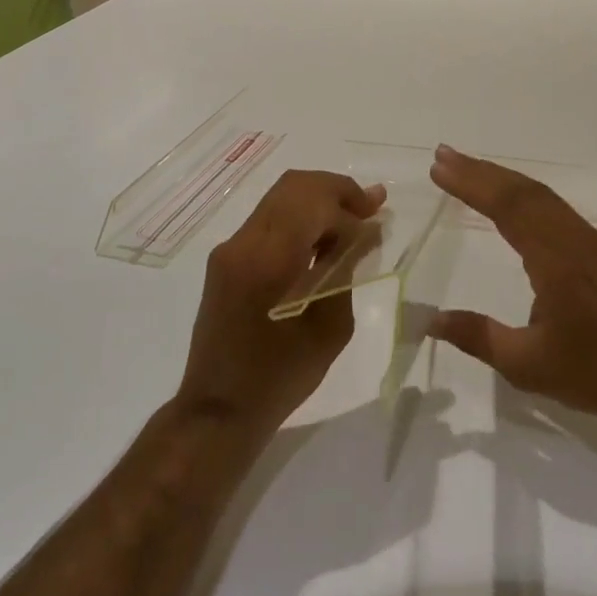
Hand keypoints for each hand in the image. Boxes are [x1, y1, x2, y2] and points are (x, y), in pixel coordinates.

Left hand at [175, 169, 386, 434]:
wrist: (218, 410)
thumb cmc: (280, 377)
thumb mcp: (329, 327)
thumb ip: (345, 270)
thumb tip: (362, 233)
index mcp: (269, 259)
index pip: (314, 201)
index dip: (351, 204)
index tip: (378, 219)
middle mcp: (244, 242)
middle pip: (295, 185)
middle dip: (336, 190)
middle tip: (369, 207)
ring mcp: (230, 247)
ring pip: (281, 197)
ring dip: (319, 201)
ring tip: (352, 221)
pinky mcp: (226, 258)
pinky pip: (269, 219)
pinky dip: (300, 218)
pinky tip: (323, 239)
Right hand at [427, 145, 596, 439]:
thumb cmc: (594, 375)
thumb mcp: (526, 365)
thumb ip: (477, 336)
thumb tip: (431, 319)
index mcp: (557, 261)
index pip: (508, 208)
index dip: (471, 184)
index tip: (439, 168)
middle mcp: (575, 239)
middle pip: (524, 192)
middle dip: (481, 170)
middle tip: (443, 155)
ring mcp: (591, 240)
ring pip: (542, 196)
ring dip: (502, 178)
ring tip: (466, 168)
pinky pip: (556, 208)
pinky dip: (525, 193)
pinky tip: (510, 198)